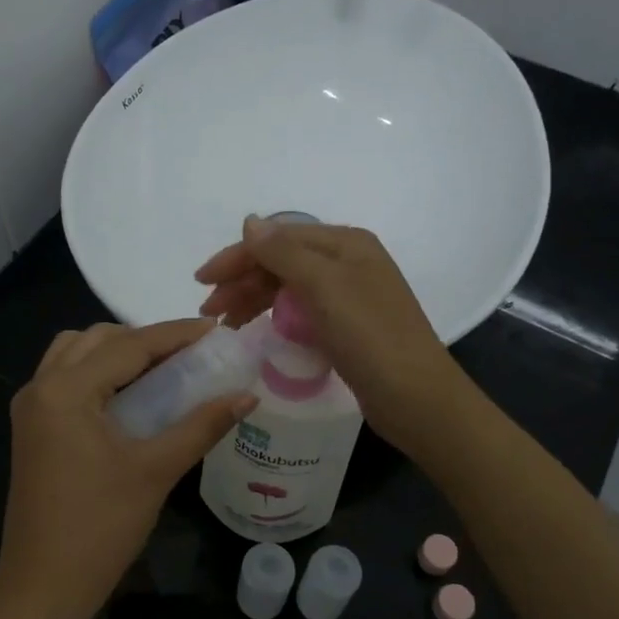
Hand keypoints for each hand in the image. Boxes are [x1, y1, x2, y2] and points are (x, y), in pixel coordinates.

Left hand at [0, 319, 255, 618]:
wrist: (43, 586)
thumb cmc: (100, 528)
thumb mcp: (156, 471)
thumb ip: (202, 426)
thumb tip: (247, 396)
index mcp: (65, 391)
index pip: (129, 346)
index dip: (176, 335)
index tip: (216, 330)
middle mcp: (40, 387)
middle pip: (97, 340)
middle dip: (145, 339)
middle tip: (190, 355)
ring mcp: (30, 408)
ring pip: (76, 354)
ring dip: (117, 352)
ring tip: (161, 371)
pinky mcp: (32, 429)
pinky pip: (65, 379)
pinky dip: (98, 373)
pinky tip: (131, 395)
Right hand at [195, 215, 465, 450]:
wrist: (416, 397)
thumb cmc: (370, 336)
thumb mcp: (324, 286)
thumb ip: (283, 252)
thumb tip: (250, 222)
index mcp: (345, 243)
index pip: (278, 238)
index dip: (237, 256)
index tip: (202, 281)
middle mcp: (348, 263)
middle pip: (282, 262)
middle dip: (242, 281)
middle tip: (209, 311)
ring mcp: (349, 296)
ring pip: (288, 288)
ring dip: (254, 300)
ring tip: (226, 325)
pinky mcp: (347, 327)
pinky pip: (301, 312)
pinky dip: (275, 317)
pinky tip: (259, 331)